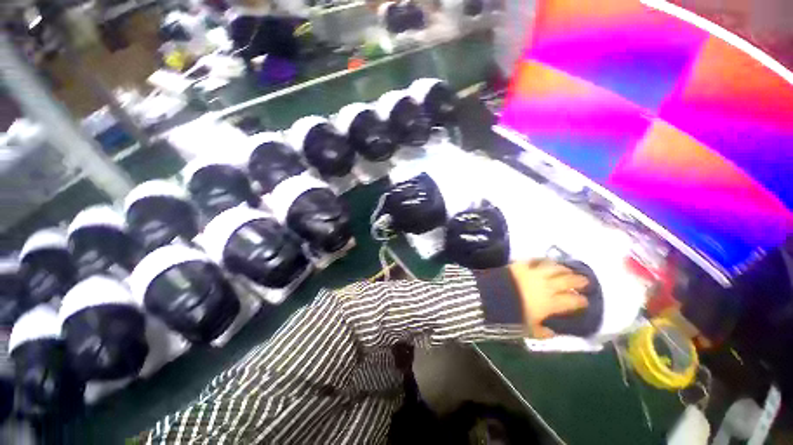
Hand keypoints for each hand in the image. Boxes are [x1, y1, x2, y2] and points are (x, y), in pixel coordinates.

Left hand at [509, 260, 589, 338]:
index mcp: (550, 303)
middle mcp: (546, 286)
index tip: (585, 301)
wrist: (492, 297)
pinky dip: (540, 259)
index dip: (580, 301)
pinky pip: (533, 260)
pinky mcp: (521, 265)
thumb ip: (541, 332)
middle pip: (567, 281)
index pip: (571, 301)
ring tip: (568, 269)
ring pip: (553, 268)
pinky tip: (545, 260)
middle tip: (585, 281)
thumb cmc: (510, 315)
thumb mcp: (527, 329)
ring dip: (563, 268)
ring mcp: (533, 273)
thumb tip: (552, 334)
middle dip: (578, 281)